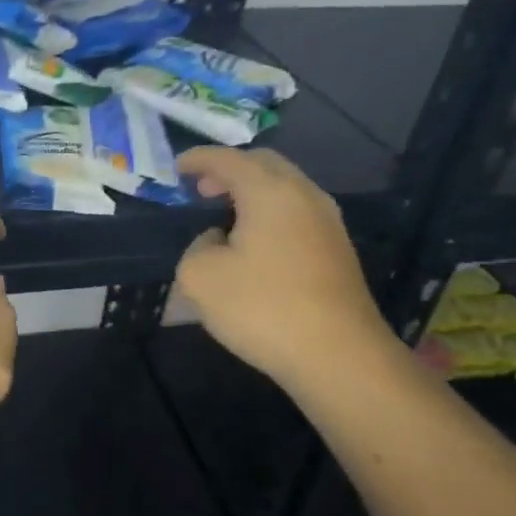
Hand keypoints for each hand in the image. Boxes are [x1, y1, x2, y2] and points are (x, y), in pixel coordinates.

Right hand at [173, 147, 393, 386]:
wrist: (339, 357)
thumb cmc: (263, 307)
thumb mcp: (200, 276)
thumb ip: (197, 246)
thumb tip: (218, 240)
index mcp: (269, 191)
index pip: (228, 159)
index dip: (198, 159)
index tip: (176, 167)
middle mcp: (304, 195)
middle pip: (264, 164)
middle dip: (230, 169)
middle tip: (202, 189)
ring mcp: (328, 222)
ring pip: (286, 187)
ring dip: (253, 192)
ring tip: (226, 215)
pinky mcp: (338, 250)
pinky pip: (298, 212)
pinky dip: (271, 212)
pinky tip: (255, 242)